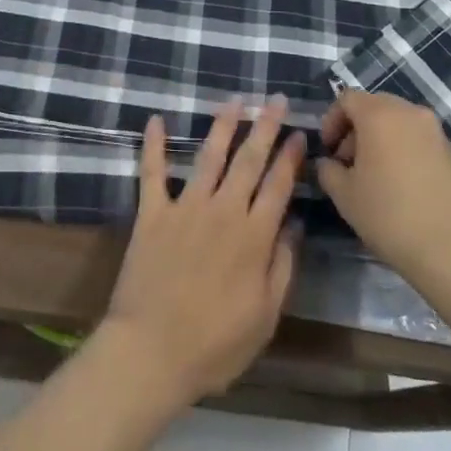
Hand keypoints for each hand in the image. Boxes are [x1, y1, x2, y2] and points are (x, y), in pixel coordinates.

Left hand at [100, 100, 303, 406]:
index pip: (278, 185)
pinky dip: (153, 145)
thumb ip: (282, 266)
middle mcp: (223, 211)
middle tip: (274, 99)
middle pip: (248, 161)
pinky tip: (154, 120)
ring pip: (208, 156)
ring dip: (223, 126)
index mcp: (254, 236)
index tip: (298, 132)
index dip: (290, 157)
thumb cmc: (215, 344)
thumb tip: (295, 225)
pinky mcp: (153, 213)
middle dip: (264, 127)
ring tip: (234, 100)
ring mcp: (186, 208)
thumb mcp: (265, 316)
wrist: (152, 351)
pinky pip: (152, 173)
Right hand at [316, 91, 450, 286]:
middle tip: (347, 162)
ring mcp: (436, 131)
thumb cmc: (390, 215)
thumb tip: (330, 163)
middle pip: (374, 106)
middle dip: (355, 129)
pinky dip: (403, 150)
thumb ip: (328, 170)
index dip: (331, 120)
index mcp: (380, 114)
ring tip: (374, 177)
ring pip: (398, 123)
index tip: (328, 151)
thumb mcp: (344, 195)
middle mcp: (410, 112)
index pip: (347, 99)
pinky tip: (401, 186)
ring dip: (380, 139)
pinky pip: (418, 140)